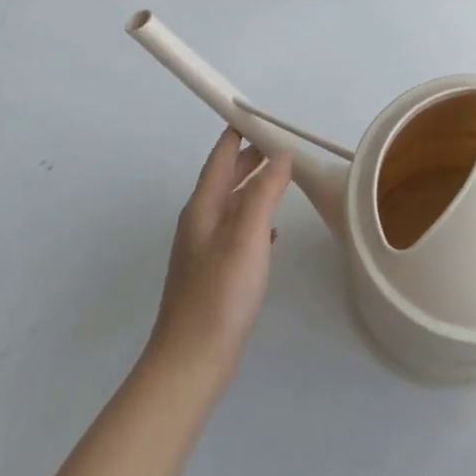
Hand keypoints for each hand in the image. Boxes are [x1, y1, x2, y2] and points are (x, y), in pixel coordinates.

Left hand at [147, 128, 292, 380]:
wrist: (191, 362)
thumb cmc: (220, 294)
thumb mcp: (247, 236)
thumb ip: (264, 192)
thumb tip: (281, 154)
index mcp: (203, 207)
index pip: (221, 156)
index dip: (239, 131)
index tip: (263, 114)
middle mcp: (200, 222)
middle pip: (226, 177)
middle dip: (251, 156)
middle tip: (283, 142)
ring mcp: (206, 249)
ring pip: (234, 204)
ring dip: (256, 186)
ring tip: (285, 177)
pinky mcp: (216, 273)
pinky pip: (238, 231)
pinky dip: (256, 219)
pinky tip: (273, 231)